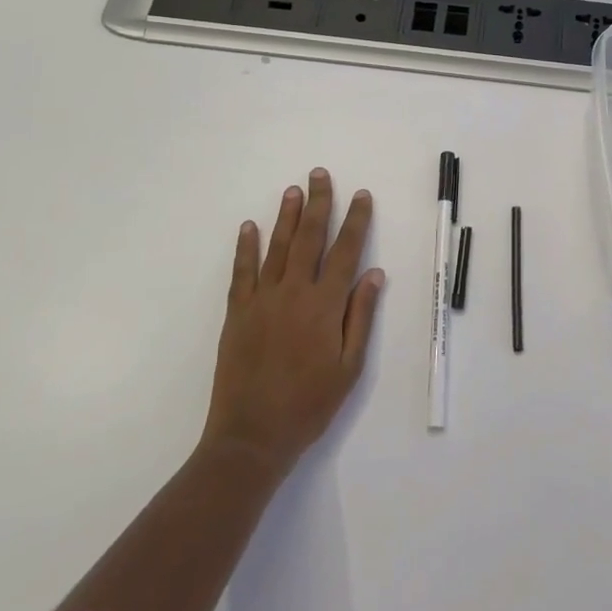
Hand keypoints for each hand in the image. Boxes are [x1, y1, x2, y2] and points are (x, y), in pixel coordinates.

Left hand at [200, 169, 384, 472]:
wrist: (252, 436)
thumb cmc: (309, 404)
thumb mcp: (349, 366)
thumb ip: (360, 316)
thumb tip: (374, 273)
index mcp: (325, 305)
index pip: (346, 251)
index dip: (355, 221)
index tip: (361, 195)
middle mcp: (294, 293)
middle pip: (309, 238)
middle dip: (318, 203)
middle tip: (319, 174)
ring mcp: (262, 300)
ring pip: (276, 247)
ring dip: (286, 216)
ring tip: (293, 190)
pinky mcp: (237, 313)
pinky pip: (242, 272)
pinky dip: (245, 247)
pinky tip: (249, 226)